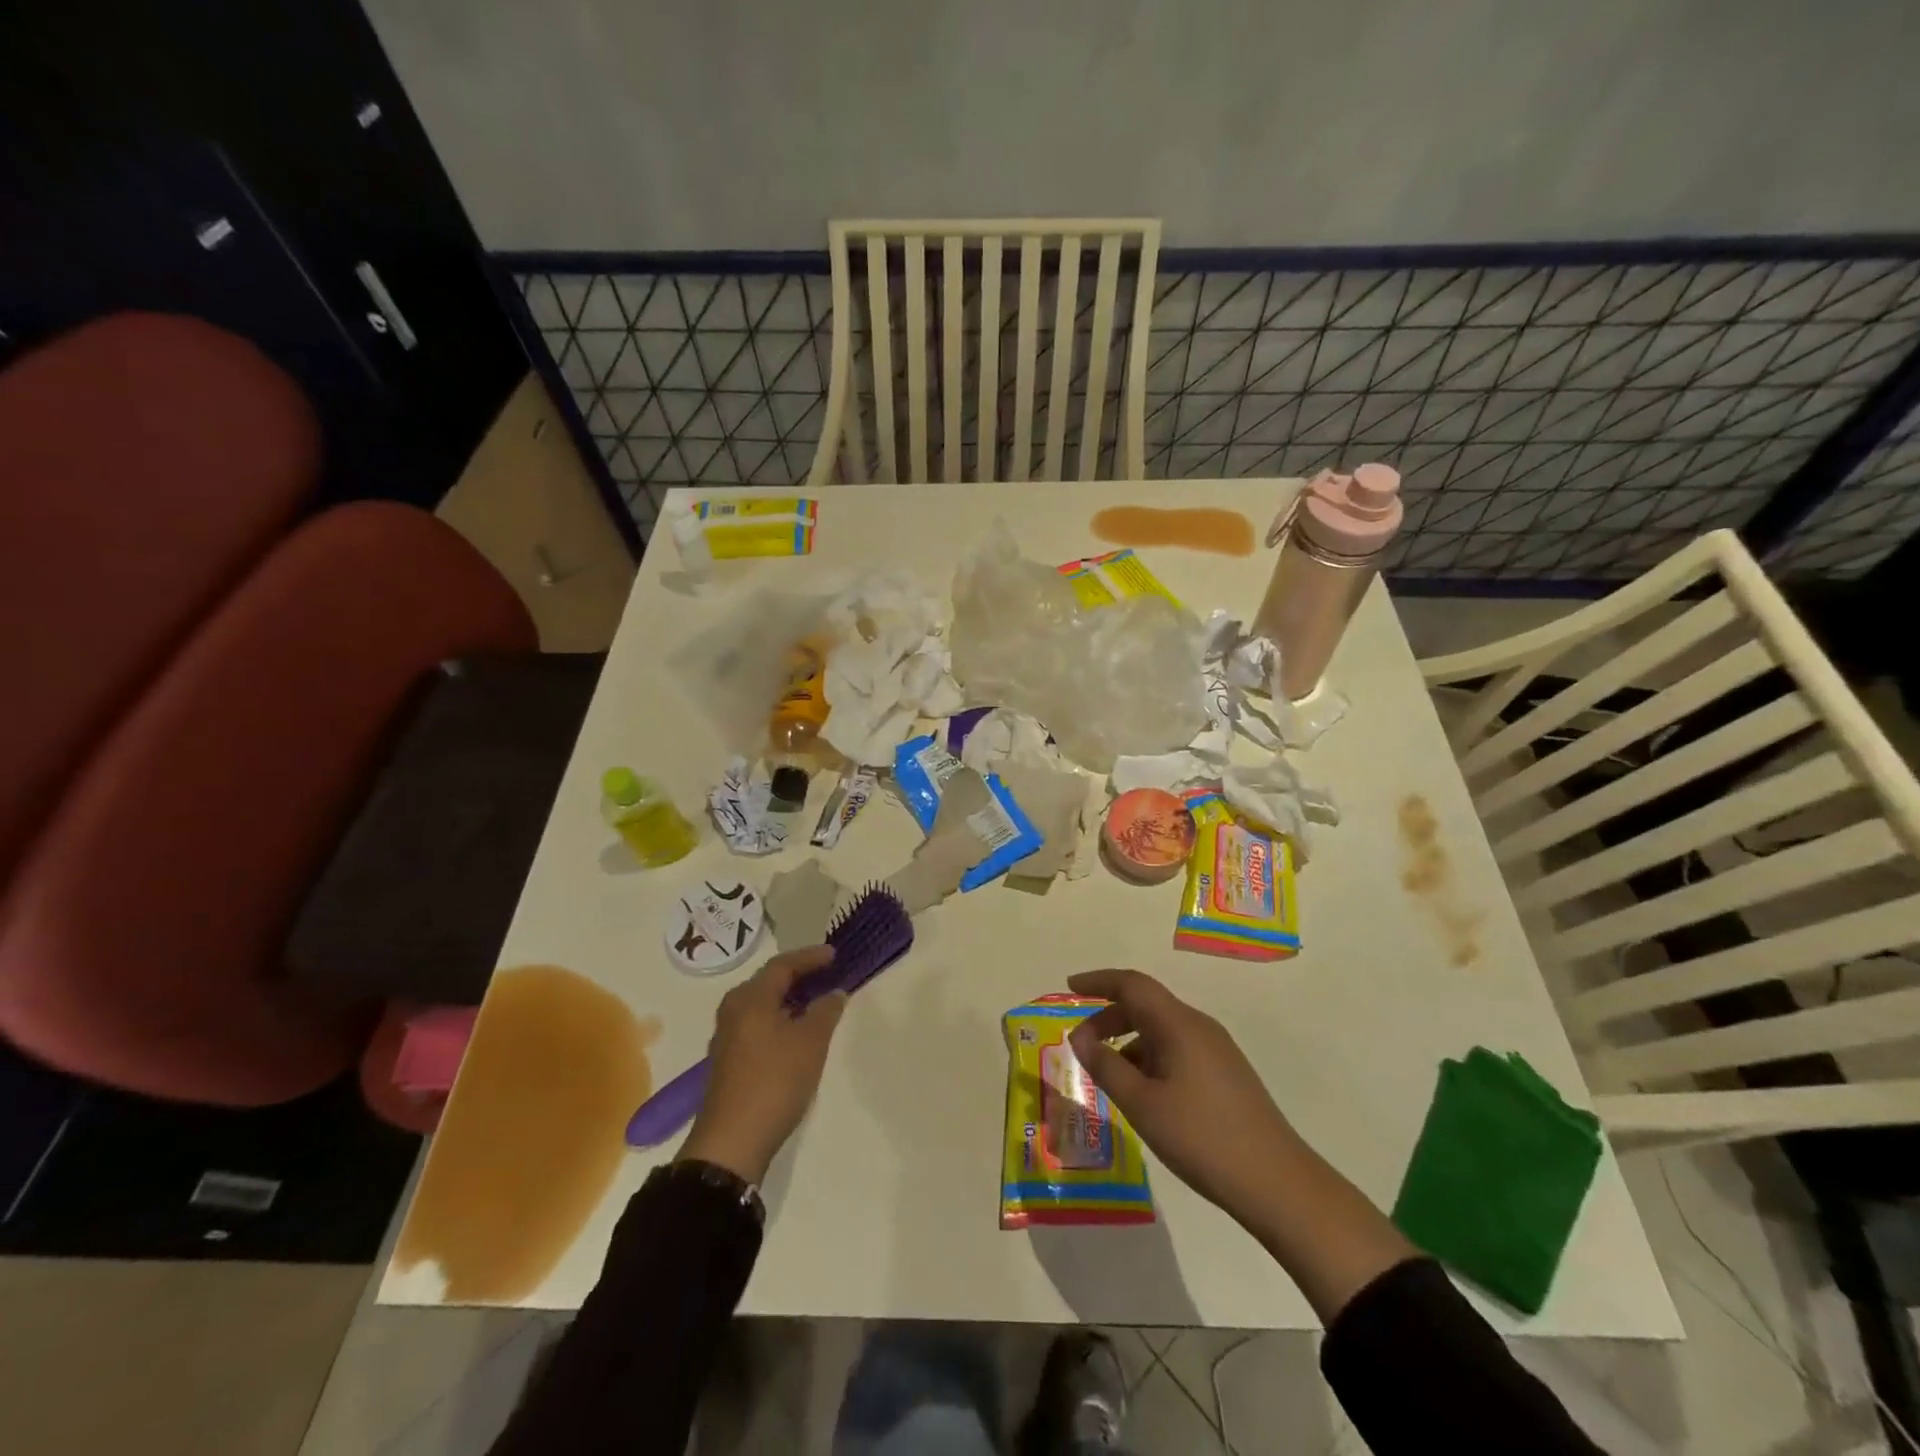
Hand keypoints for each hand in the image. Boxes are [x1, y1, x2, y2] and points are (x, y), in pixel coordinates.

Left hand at [678, 946, 846, 1184]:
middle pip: (769, 981)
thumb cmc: (774, 1081)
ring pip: (762, 1004)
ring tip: (817, 1000)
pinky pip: (758, 1023)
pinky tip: (796, 1031)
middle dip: (799, 974)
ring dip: (789, 998)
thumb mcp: (810, 1042)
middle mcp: (734, 1009)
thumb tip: (834, 992)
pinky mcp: (729, 1060)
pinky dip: (779, 1017)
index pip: (783, 964)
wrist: (732, 1142)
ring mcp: (727, 1036)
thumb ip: (825, 1011)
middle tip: (827, 973)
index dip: (810, 957)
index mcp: (750, 998)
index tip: (835, 954)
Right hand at [1066, 968, 1298, 1229]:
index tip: (1069, 986)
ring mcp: (1216, 1050)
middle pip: (1146, 1005)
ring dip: (1129, 1041)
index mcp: (1178, 1024)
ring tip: (1108, 1074)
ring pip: (1162, 1029)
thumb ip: (1106, 1066)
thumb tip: (1079, 1037)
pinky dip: (1150, 1057)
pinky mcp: (1225, 1073)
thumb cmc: (1202, 1138)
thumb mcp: (1142, 1105)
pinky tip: (1143, 1092)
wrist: (1277, 1183)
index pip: (1132, 984)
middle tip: (1081, 1045)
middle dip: (1108, 1017)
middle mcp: (1198, 1026)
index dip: (1098, 981)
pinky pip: (1177, 1049)